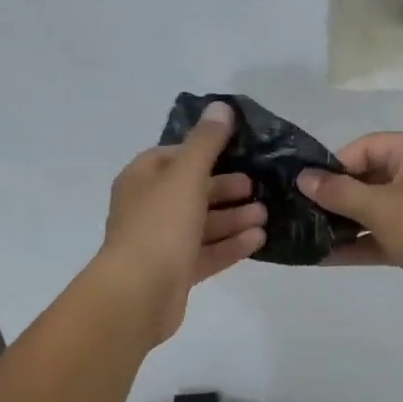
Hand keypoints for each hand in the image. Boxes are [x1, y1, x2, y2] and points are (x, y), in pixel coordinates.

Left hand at [95, 101, 266, 344]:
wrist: (137, 295)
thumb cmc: (159, 225)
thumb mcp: (186, 175)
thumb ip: (206, 142)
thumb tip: (221, 106)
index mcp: (141, 179)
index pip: (173, 156)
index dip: (204, 152)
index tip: (236, 151)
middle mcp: (148, 208)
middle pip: (191, 191)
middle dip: (225, 188)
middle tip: (257, 186)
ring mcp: (161, 243)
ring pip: (202, 224)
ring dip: (233, 217)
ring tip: (265, 214)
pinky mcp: (175, 272)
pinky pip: (207, 253)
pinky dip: (230, 244)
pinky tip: (259, 239)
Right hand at [298, 133, 402, 331]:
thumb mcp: (380, 207)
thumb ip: (338, 192)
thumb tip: (303, 178)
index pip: (366, 147)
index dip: (335, 165)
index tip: (307, 188)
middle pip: (369, 177)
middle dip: (336, 196)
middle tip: (300, 211)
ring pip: (375, 209)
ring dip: (344, 223)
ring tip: (306, 234)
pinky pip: (384, 235)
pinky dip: (360, 244)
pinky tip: (325, 257)